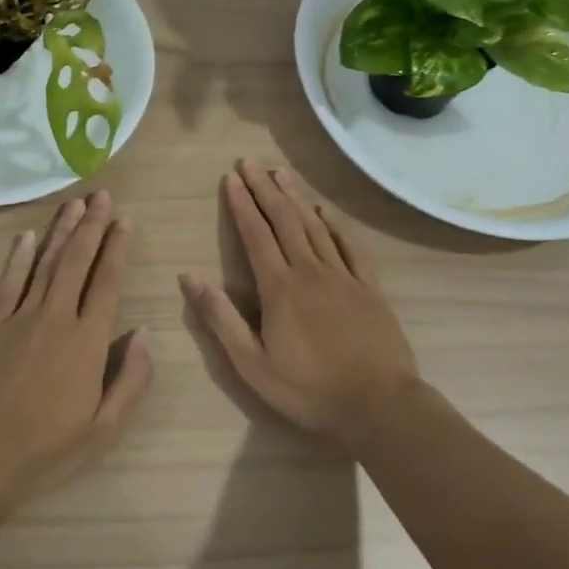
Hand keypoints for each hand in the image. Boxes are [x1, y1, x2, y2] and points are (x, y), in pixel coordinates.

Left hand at [0, 191, 152, 505]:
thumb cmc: (45, 450)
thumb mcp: (104, 430)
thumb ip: (131, 380)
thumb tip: (143, 334)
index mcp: (87, 341)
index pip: (108, 283)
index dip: (118, 249)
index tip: (125, 221)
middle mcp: (56, 317)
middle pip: (77, 261)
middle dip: (92, 226)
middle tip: (102, 195)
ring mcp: (18, 316)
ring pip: (44, 262)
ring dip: (60, 231)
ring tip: (74, 204)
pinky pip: (7, 281)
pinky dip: (18, 256)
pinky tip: (26, 236)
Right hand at [180, 161, 420, 448]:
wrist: (380, 406)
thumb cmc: (309, 390)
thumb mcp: (252, 364)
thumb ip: (220, 318)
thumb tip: (189, 277)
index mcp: (279, 288)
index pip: (255, 234)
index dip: (241, 204)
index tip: (230, 178)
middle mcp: (310, 271)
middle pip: (284, 219)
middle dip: (265, 188)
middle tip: (251, 162)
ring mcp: (343, 276)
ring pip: (315, 226)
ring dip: (296, 197)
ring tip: (281, 173)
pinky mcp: (369, 288)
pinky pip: (350, 246)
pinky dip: (336, 225)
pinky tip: (326, 211)